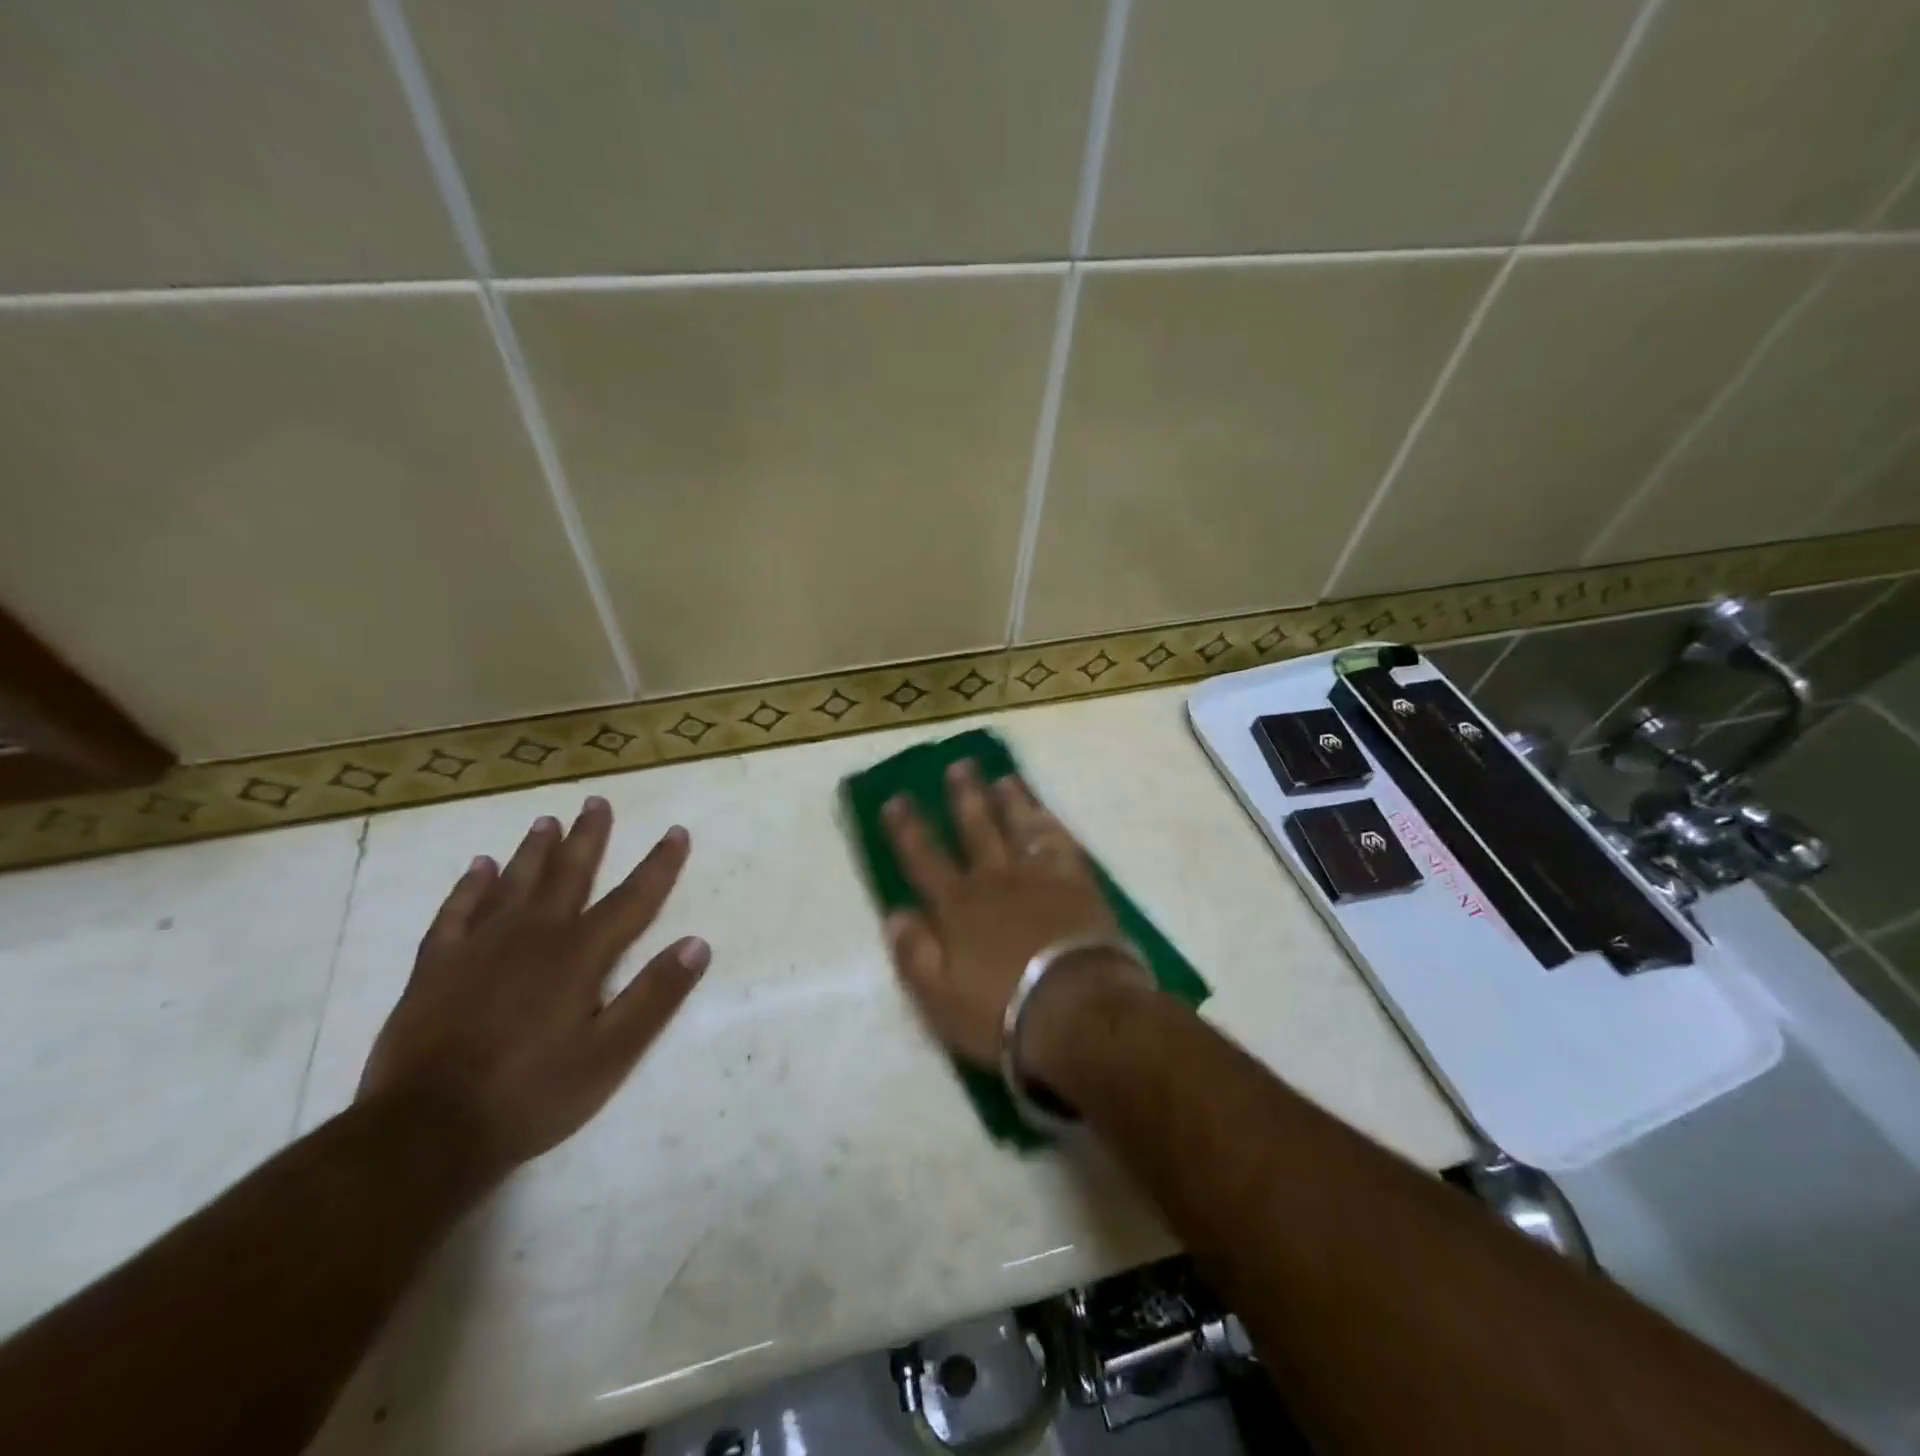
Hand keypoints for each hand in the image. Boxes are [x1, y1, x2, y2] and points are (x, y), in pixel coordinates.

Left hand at [358, 796, 708, 1179]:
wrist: (424, 1132)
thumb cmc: (532, 1094)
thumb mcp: (611, 1054)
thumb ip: (655, 996)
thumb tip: (698, 944)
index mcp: (579, 954)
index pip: (632, 898)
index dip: (659, 864)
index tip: (676, 831)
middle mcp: (533, 935)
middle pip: (568, 874)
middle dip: (589, 837)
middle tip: (596, 801)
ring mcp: (479, 948)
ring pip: (513, 883)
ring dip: (534, 850)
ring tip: (547, 821)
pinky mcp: (435, 968)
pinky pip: (455, 913)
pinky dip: (469, 887)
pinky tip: (477, 867)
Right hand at [881, 763, 1137, 1069]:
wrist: (1076, 1010)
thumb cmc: (1001, 1011)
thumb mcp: (939, 998)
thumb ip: (913, 953)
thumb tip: (895, 913)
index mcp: (957, 908)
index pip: (924, 860)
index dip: (908, 829)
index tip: (897, 799)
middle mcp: (994, 880)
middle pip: (975, 829)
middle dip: (963, 797)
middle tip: (958, 765)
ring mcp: (1038, 876)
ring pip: (1018, 827)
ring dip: (1009, 800)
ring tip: (1002, 777)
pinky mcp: (1076, 882)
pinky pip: (1059, 842)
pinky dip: (1049, 823)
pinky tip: (1044, 811)